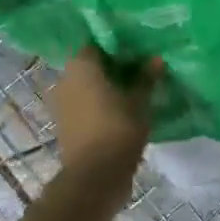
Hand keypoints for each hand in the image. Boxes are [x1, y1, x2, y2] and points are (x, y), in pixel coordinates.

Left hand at [51, 47, 155, 180]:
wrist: (94, 177)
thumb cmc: (118, 130)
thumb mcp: (139, 102)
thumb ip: (146, 78)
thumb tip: (156, 59)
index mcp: (81, 65)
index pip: (98, 43)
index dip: (118, 46)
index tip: (139, 51)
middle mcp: (66, 79)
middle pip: (91, 65)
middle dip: (114, 67)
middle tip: (141, 71)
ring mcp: (63, 103)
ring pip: (87, 86)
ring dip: (107, 87)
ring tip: (134, 92)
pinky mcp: (66, 124)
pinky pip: (85, 105)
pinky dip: (100, 105)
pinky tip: (122, 111)